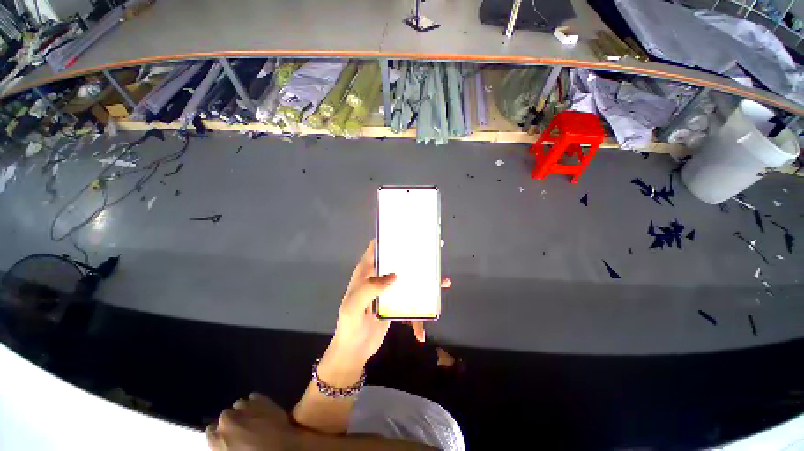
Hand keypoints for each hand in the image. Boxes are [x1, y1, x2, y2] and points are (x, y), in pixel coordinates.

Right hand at [207, 393, 299, 450]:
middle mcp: (227, 420)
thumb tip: (228, 442)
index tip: (228, 437)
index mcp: (217, 439)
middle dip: (233, 421)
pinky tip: (261, 410)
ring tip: (253, 419)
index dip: (220, 434)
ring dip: (244, 411)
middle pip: (225, 416)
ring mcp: (245, 407)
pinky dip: (256, 402)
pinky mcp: (262, 399)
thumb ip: (225, 446)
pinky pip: (254, 397)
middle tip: (243, 429)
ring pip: (239, 405)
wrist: (283, 448)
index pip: (211, 431)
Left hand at [330, 241, 451, 362]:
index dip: (389, 238)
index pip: (377, 248)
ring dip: (425, 280)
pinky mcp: (396, 303)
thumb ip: (370, 288)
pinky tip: (426, 324)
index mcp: (366, 272)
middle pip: (397, 260)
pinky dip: (419, 311)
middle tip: (433, 251)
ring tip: (443, 281)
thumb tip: (394, 276)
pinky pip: (411, 300)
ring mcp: (389, 290)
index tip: (407, 233)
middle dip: (414, 255)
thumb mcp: (353, 306)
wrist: (354, 351)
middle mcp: (378, 277)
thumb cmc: (349, 326)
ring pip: (408, 278)